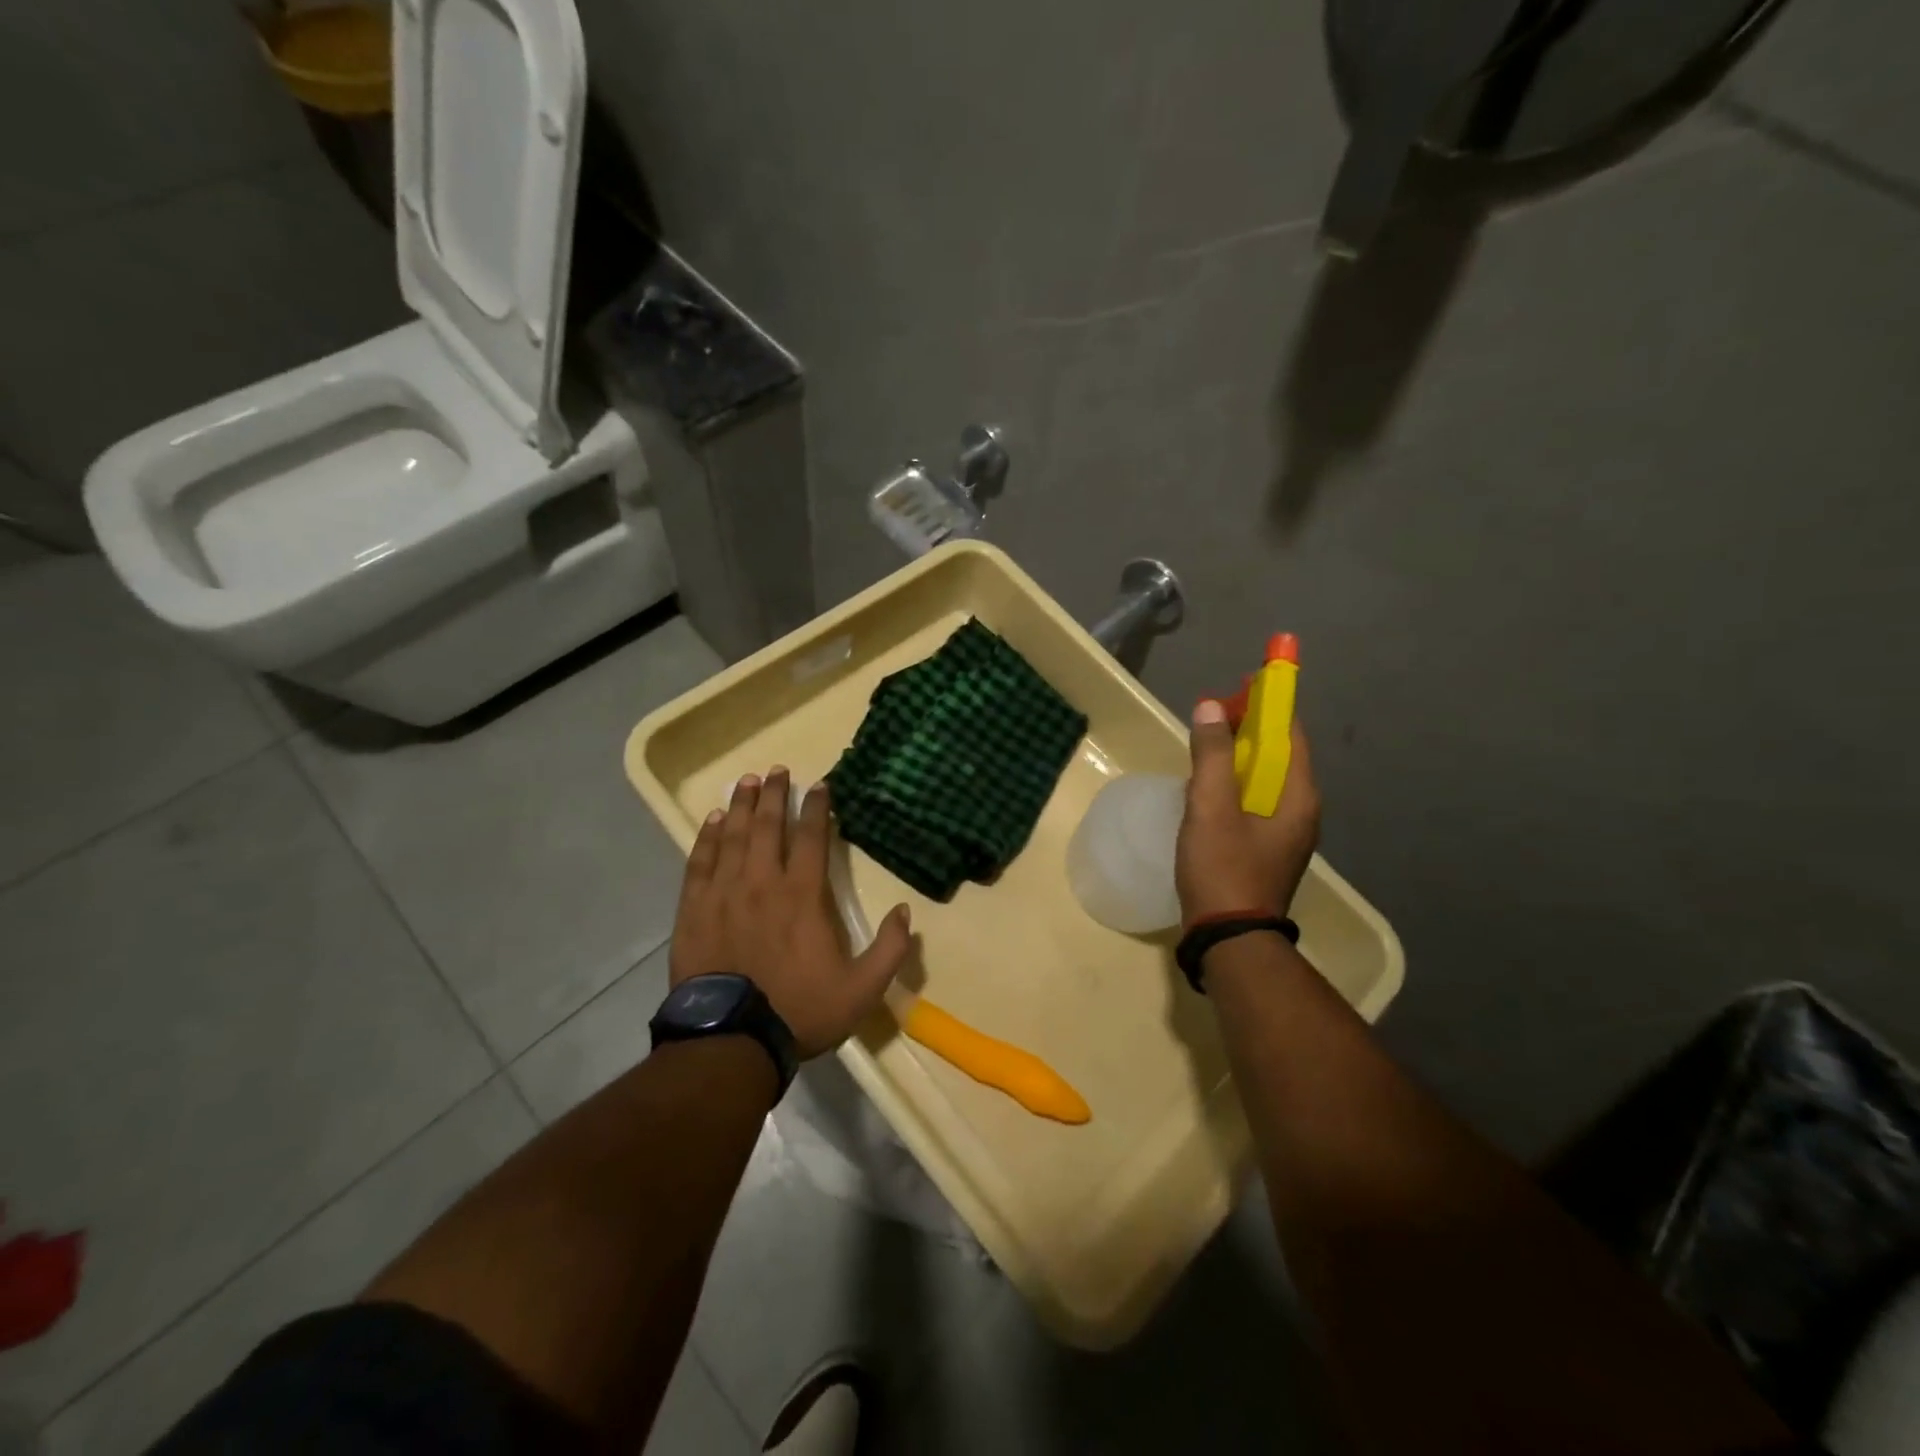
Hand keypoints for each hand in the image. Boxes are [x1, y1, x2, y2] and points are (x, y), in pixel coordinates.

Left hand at [671, 768, 912, 1058]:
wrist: (731, 1041)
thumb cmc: (800, 1011)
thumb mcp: (862, 990)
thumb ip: (889, 949)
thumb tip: (905, 912)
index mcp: (803, 896)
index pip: (813, 838)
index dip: (817, 808)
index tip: (819, 785)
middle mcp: (762, 882)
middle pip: (768, 826)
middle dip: (774, 794)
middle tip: (776, 770)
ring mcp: (724, 893)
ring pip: (733, 836)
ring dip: (740, 806)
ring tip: (745, 782)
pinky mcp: (693, 909)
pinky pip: (700, 862)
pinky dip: (707, 838)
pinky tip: (712, 821)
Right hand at [1176, 701, 1320, 925]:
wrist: (1229, 938)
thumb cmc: (1223, 868)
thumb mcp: (1211, 807)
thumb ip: (1211, 755)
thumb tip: (1212, 707)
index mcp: (1298, 796)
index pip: (1289, 733)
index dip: (1265, 705)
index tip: (1235, 690)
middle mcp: (1301, 810)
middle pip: (1278, 754)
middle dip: (1247, 730)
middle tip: (1211, 719)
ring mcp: (1286, 833)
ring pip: (1264, 780)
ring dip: (1238, 758)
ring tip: (1204, 750)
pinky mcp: (1268, 849)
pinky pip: (1255, 802)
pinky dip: (1235, 785)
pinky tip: (1207, 792)